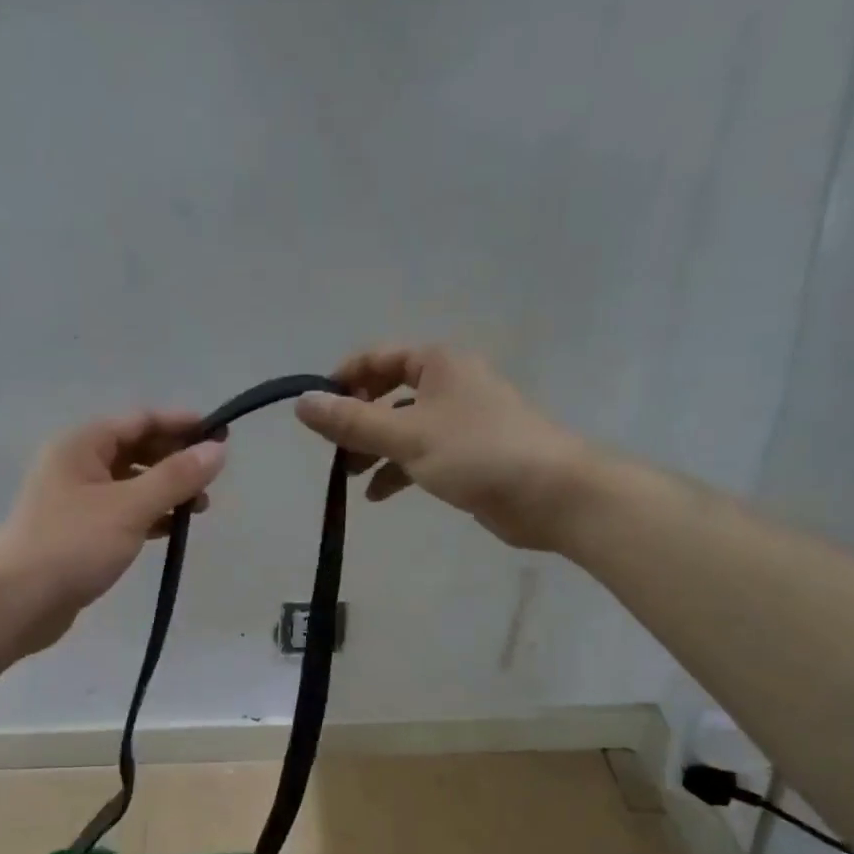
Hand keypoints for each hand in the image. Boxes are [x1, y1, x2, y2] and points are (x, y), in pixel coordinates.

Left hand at [0, 410, 227, 654]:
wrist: (17, 603)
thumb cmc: (73, 545)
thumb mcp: (130, 507)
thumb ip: (176, 477)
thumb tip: (217, 449)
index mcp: (81, 445)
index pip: (140, 420)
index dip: (182, 425)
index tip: (221, 435)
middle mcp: (76, 465)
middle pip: (135, 450)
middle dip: (175, 460)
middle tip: (212, 477)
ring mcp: (75, 500)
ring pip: (130, 484)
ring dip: (165, 490)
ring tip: (199, 508)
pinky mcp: (78, 533)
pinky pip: (122, 513)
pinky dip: (148, 516)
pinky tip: (171, 529)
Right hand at [295, 346, 588, 551]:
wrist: (550, 494)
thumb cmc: (476, 452)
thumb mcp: (406, 436)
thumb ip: (351, 421)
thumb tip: (302, 403)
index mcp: (438, 364)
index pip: (379, 358)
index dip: (344, 379)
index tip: (317, 409)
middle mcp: (450, 385)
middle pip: (388, 394)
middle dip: (357, 421)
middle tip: (332, 449)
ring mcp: (461, 422)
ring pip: (403, 428)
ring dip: (373, 449)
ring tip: (348, 476)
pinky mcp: (468, 456)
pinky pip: (421, 455)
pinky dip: (397, 471)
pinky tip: (378, 495)